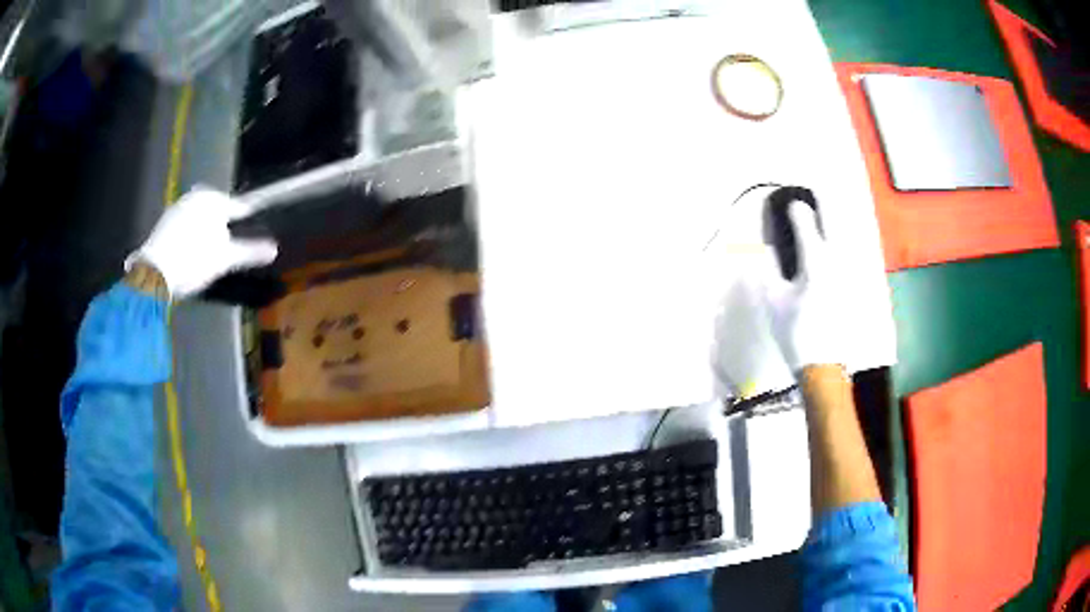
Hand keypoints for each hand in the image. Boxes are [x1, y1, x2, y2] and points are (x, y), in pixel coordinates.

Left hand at [126, 187, 277, 299]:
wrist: (154, 273)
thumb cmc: (194, 260)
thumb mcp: (225, 258)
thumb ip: (250, 251)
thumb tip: (274, 249)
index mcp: (213, 199)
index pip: (237, 206)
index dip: (247, 217)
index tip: (254, 222)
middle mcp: (195, 196)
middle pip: (216, 209)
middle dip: (223, 221)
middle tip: (230, 238)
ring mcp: (177, 208)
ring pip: (200, 215)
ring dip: (207, 227)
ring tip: (211, 246)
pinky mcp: (164, 223)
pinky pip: (185, 223)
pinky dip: (191, 232)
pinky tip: (192, 249)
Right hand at [762, 200, 846, 372]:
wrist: (825, 366)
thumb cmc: (796, 333)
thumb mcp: (774, 301)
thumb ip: (770, 270)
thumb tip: (768, 250)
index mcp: (815, 262)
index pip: (805, 222)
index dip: (796, 209)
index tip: (789, 203)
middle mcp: (838, 260)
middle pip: (834, 218)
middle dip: (825, 199)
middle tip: (818, 187)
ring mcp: (851, 271)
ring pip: (848, 233)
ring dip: (838, 217)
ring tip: (830, 208)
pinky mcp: (857, 284)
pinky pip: (852, 251)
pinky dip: (845, 239)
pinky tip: (840, 240)